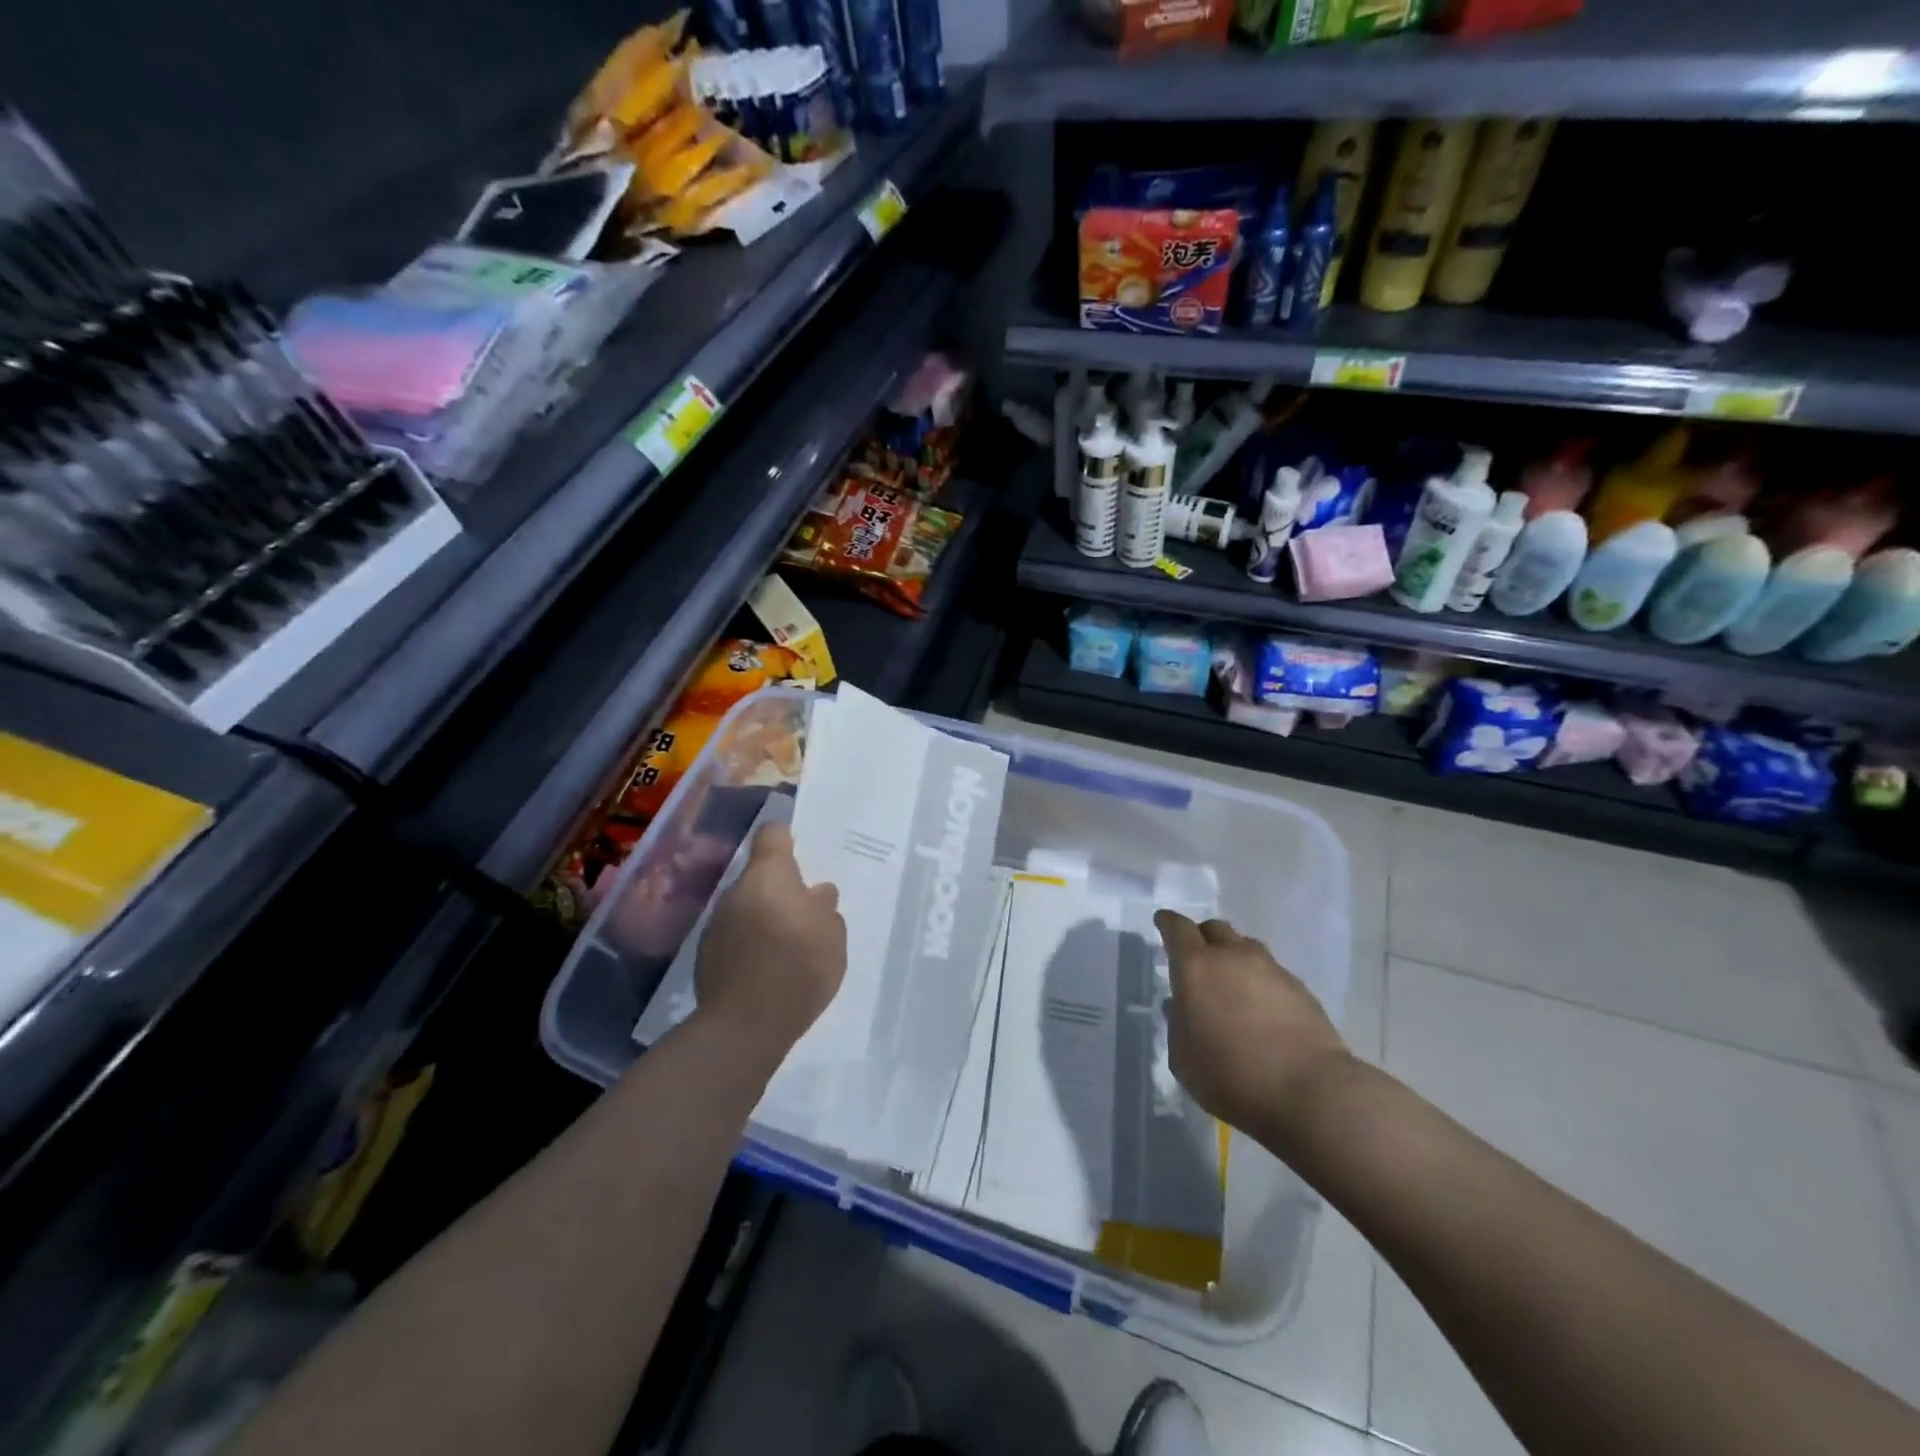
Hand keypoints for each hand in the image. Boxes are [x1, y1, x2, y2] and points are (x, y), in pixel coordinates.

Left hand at [695, 823, 845, 1068]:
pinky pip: (734, 936)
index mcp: (769, 875)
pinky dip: (749, 944)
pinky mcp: (705, 955)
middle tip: (805, 914)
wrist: (745, 1025)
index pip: (772, 835)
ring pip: (746, 907)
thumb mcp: (832, 936)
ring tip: (787, 947)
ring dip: (764, 917)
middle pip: (759, 876)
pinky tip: (766, 970)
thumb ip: (825, 909)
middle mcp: (736, 891)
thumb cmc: (799, 967)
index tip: (800, 853)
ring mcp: (716, 923)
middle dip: (780, 889)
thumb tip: (816, 894)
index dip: (786, 839)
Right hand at [1156, 910, 1349, 1145]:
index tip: (1163, 922)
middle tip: (1197, 959)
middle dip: (1202, 938)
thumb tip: (1179, 1006)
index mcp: (1195, 967)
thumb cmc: (1230, 1076)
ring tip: (1232, 984)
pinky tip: (1262, 1007)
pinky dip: (1260, 981)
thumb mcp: (1183, 1058)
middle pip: (1214, 929)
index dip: (1167, 923)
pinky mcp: (1300, 988)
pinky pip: (1272, 972)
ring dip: (1234, 957)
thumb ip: (1177, 1025)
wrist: (1309, 1092)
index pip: (1177, 928)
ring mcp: (1270, 969)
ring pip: (1246, 947)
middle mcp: (1232, 956)